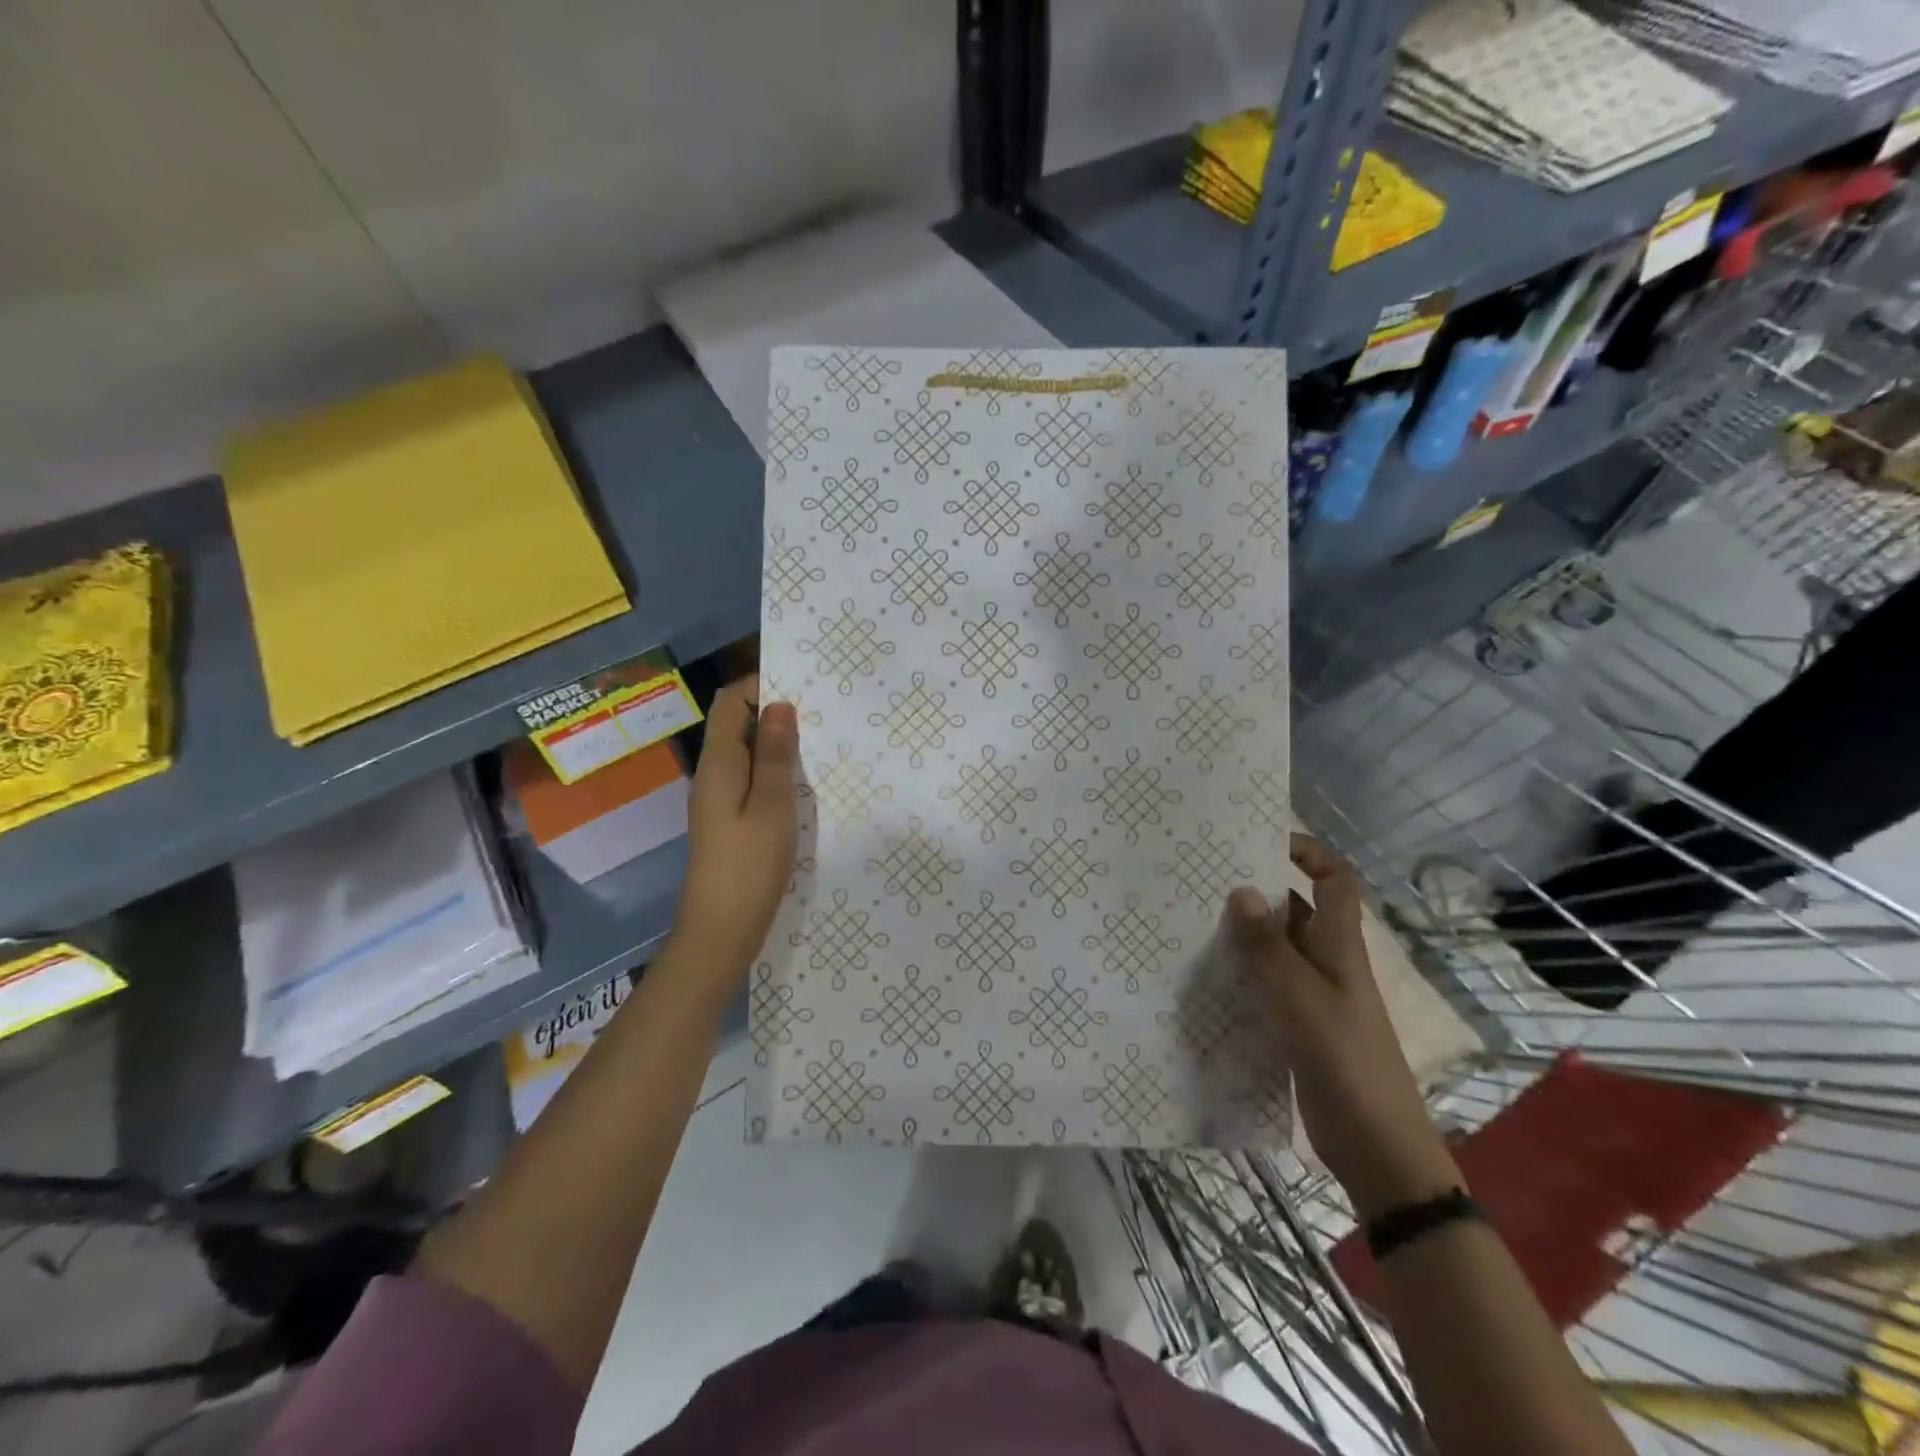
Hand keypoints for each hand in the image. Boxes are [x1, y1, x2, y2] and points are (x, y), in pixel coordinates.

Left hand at [673, 677, 798, 984]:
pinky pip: (750, 780)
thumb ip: (775, 755)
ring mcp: (718, 799)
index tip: (800, 685)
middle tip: (819, 713)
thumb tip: (778, 705)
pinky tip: (801, 781)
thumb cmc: (749, 865)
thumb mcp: (772, 805)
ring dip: (776, 743)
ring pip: (746, 754)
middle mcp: (713, 774)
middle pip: (736, 725)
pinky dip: (773, 770)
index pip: (729, 702)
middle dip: (773, 712)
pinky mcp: (728, 821)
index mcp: (718, 763)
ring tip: (817, 741)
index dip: (758, 685)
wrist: (721, 930)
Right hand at [1225, 834, 1461, 1220]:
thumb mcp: (1301, 997)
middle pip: (1297, 909)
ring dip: (1245, 933)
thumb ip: (1268, 946)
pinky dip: (1243, 972)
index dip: (1310, 852)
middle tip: (1204, 879)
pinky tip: (1206, 975)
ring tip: (1193, 919)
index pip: (1336, 881)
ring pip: (1278, 948)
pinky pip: (1268, 984)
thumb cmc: (1344, 1059)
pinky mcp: (1299, 1025)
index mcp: (1340, 946)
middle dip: (1259, 890)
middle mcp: (1328, 962)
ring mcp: (1314, 995)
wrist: (1377, 1144)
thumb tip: (1242, 890)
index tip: (1264, 839)